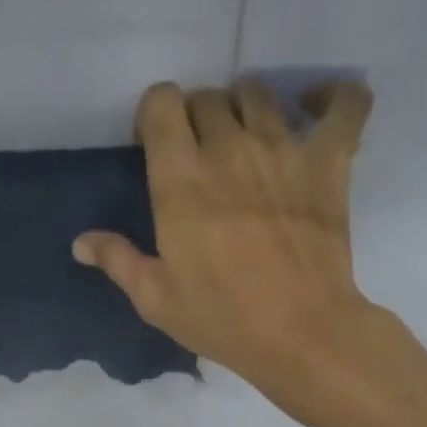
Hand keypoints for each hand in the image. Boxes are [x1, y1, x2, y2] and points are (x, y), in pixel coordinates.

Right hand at [73, 79, 378, 403]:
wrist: (299, 332)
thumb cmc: (221, 319)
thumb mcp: (156, 299)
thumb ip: (118, 260)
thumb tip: (81, 242)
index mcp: (180, 180)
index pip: (162, 104)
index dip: (155, 114)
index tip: (154, 144)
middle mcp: (229, 148)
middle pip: (208, 97)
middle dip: (196, 116)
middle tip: (198, 153)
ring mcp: (284, 149)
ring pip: (260, 93)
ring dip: (245, 106)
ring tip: (246, 136)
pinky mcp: (329, 162)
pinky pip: (345, 106)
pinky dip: (334, 96)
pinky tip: (318, 106)